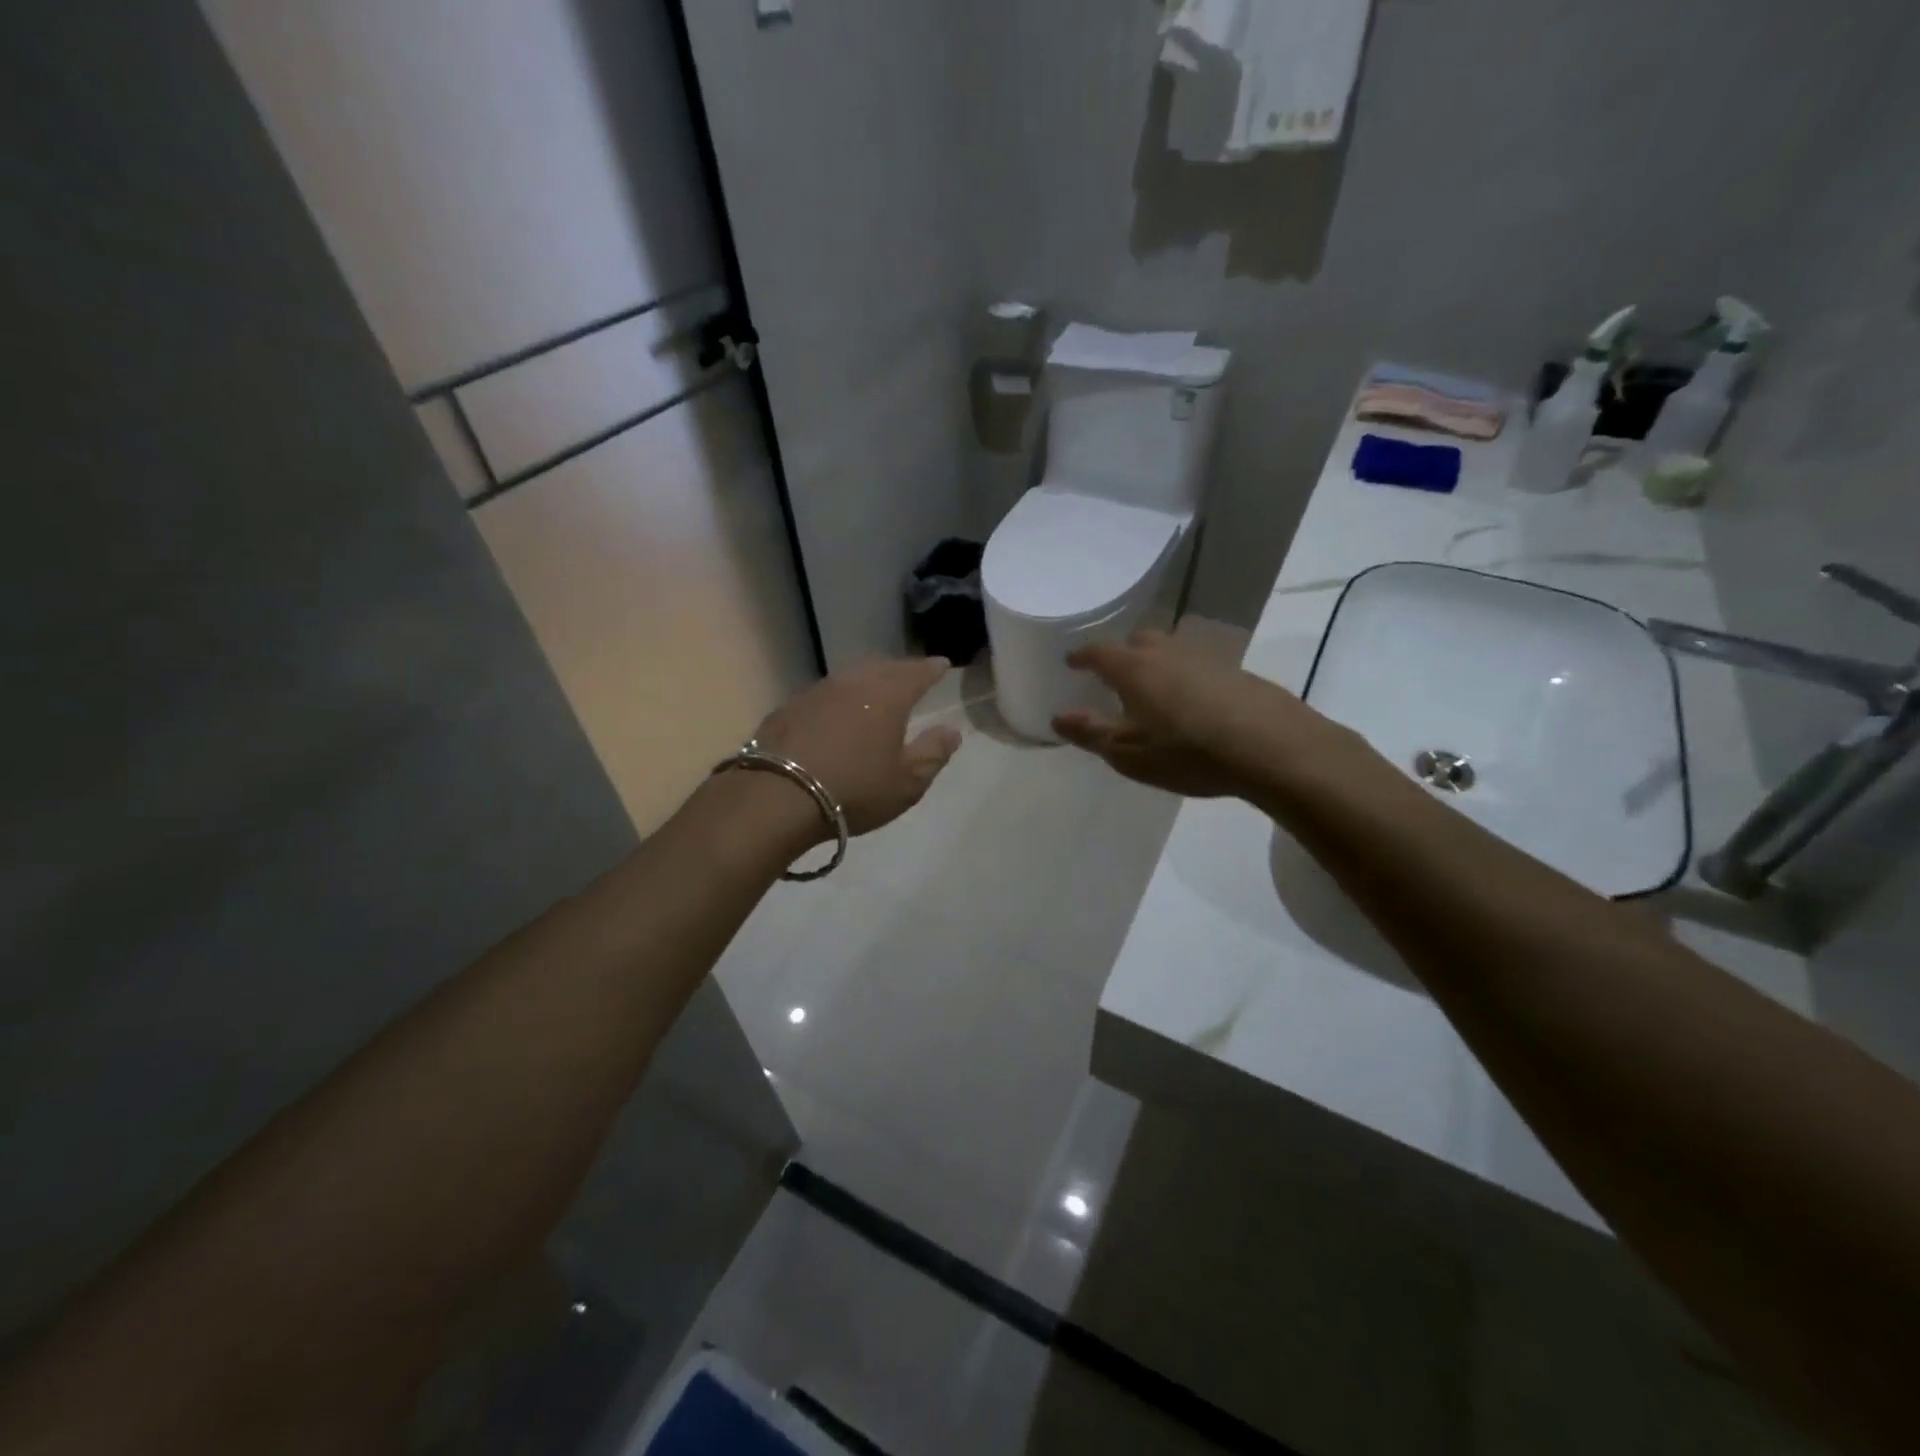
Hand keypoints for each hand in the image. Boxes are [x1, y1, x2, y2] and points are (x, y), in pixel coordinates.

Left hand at [754, 656, 961, 834]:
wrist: (777, 796)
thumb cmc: (854, 790)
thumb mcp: (906, 783)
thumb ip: (933, 753)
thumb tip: (951, 730)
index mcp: (889, 696)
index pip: (917, 672)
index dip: (932, 668)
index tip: (942, 666)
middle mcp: (854, 682)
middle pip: (882, 666)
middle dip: (900, 669)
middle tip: (910, 678)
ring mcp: (817, 691)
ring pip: (850, 675)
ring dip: (867, 679)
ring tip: (875, 692)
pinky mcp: (789, 706)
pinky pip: (824, 693)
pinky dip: (838, 698)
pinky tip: (836, 714)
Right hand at [1052, 630, 1360, 801]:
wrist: (1271, 747)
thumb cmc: (1187, 751)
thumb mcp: (1128, 752)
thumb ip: (1090, 732)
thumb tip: (1058, 717)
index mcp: (1134, 668)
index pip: (1099, 652)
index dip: (1082, 656)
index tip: (1071, 661)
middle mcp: (1168, 652)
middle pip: (1138, 641)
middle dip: (1121, 653)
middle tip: (1113, 673)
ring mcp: (1206, 658)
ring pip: (1171, 650)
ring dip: (1155, 662)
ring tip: (1151, 687)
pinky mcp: (1236, 672)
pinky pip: (1197, 665)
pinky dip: (1184, 676)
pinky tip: (1191, 702)